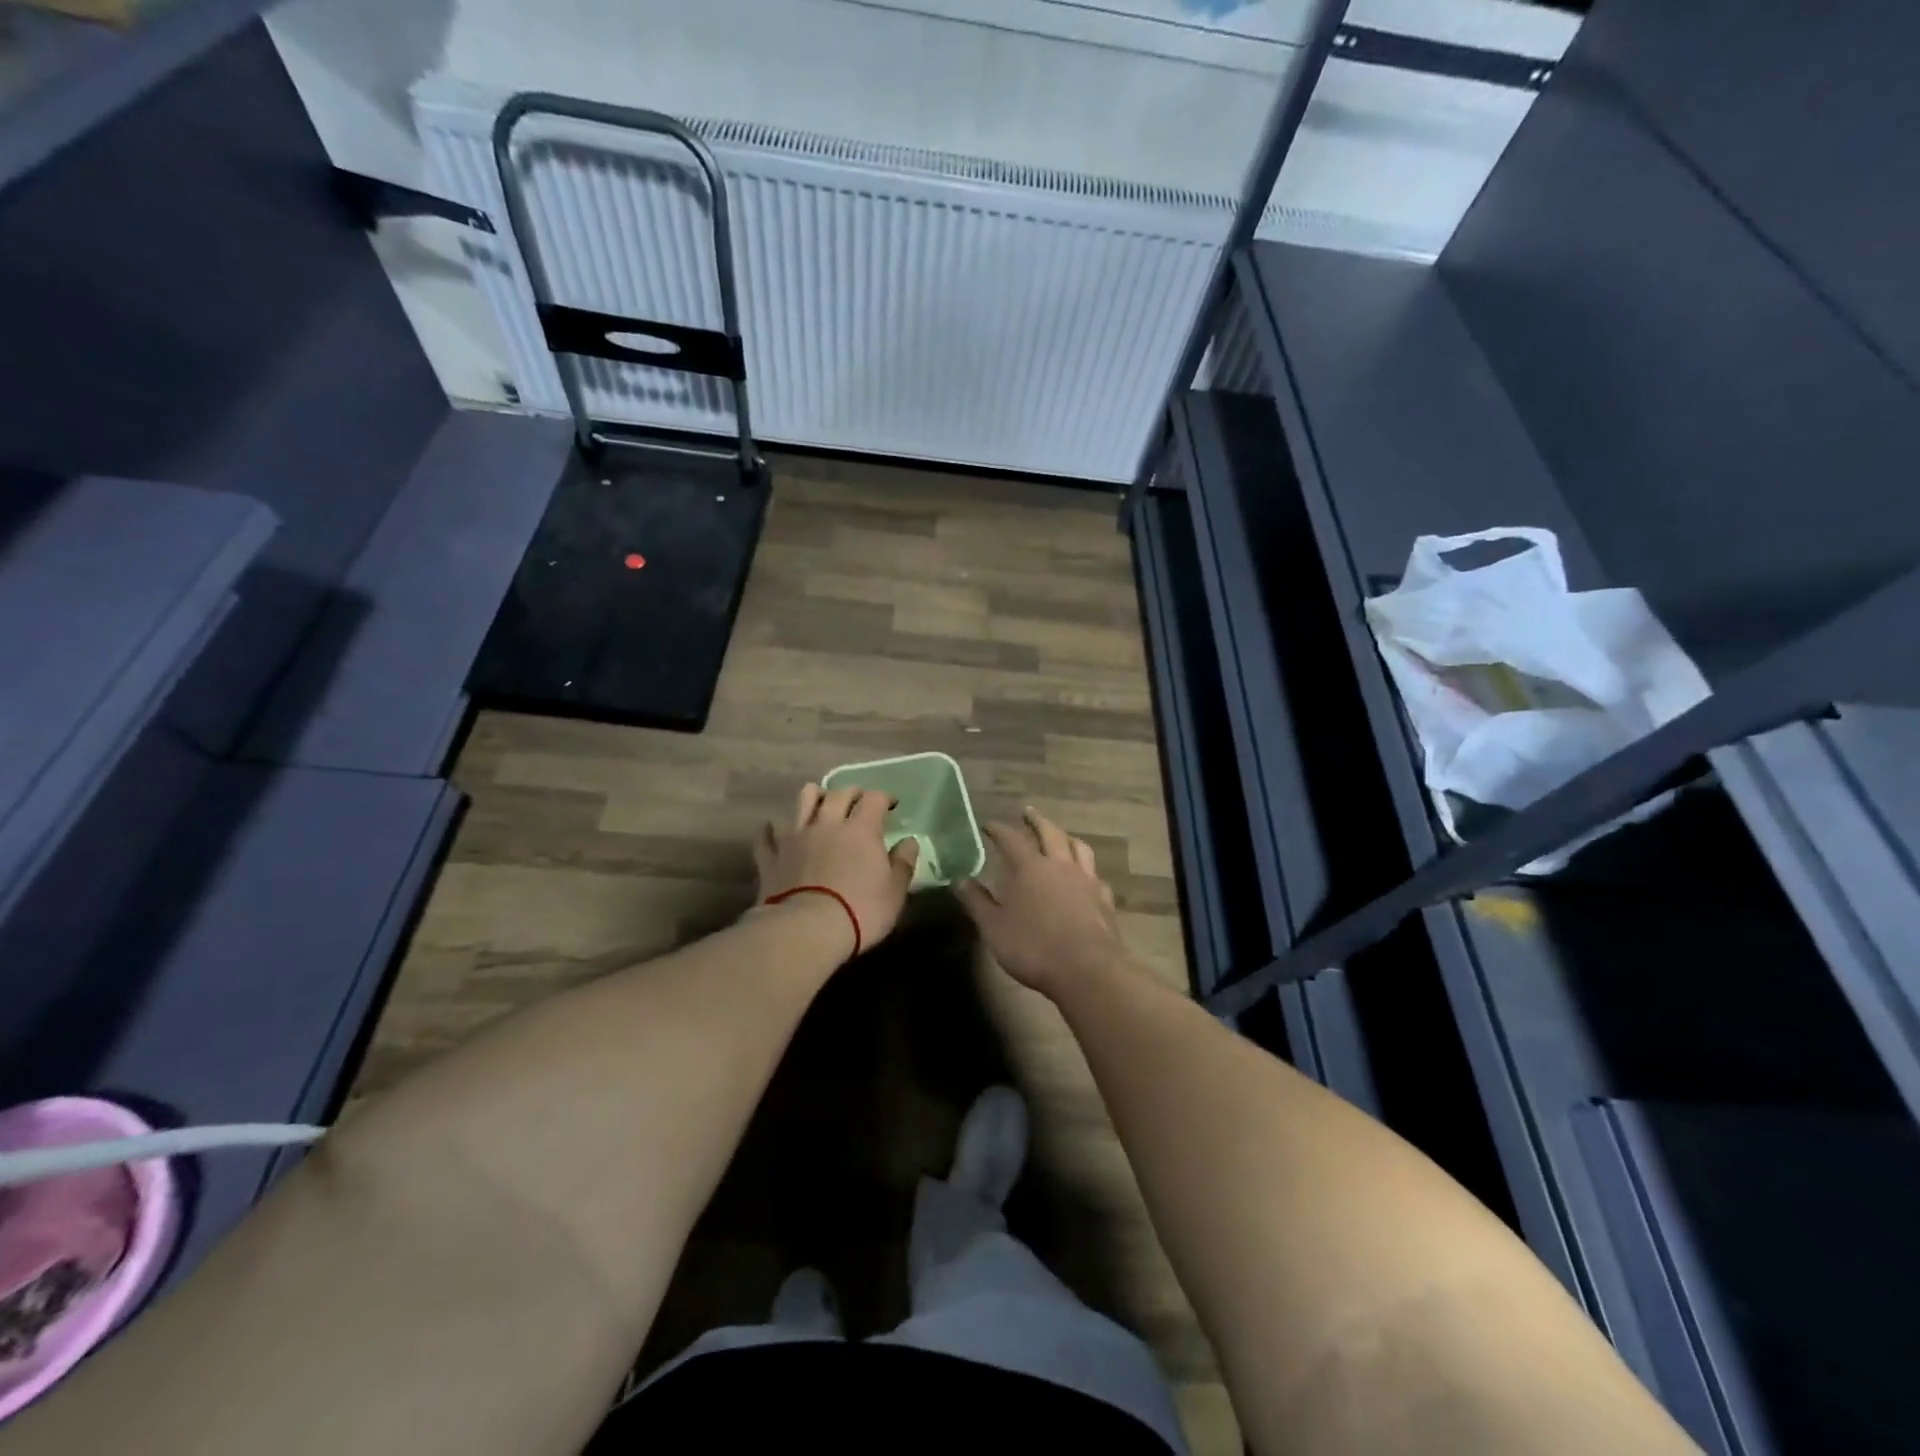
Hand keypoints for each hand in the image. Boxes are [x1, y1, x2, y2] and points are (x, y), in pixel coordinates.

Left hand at [755, 784, 919, 960]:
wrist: (805, 931)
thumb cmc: (860, 911)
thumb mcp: (894, 892)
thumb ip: (902, 863)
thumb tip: (909, 842)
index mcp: (860, 829)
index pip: (874, 799)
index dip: (884, 798)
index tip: (891, 806)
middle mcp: (827, 823)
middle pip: (838, 793)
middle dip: (852, 793)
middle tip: (858, 803)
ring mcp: (795, 837)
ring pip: (802, 801)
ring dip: (814, 797)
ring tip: (821, 806)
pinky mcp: (771, 856)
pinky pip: (768, 834)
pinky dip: (774, 830)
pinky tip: (778, 832)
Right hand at [956, 808, 1127, 998]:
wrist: (1087, 969)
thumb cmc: (1033, 947)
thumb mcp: (994, 927)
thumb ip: (976, 902)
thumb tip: (959, 880)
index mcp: (1030, 867)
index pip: (1011, 839)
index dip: (998, 830)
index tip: (988, 825)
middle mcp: (1059, 865)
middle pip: (1049, 832)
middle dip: (1036, 820)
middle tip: (1027, 812)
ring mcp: (1086, 880)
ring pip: (1078, 847)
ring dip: (1066, 837)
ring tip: (1060, 835)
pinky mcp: (1104, 898)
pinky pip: (1094, 874)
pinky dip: (1086, 868)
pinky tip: (1085, 876)